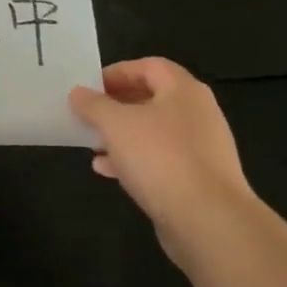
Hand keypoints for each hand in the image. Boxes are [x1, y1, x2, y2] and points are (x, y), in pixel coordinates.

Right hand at [69, 58, 254, 265]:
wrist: (208, 220)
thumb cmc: (160, 158)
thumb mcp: (115, 124)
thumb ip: (94, 105)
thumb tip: (78, 92)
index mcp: (183, 90)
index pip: (149, 66)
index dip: (117, 72)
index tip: (89, 87)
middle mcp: (197, 113)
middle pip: (152, 98)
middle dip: (116, 106)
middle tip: (88, 115)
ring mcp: (201, 148)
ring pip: (154, 132)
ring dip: (121, 135)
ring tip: (92, 145)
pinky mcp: (198, 179)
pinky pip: (161, 160)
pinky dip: (134, 160)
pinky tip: (108, 171)